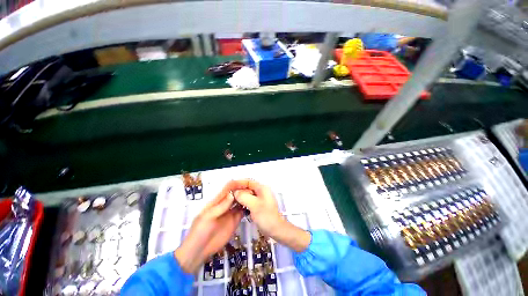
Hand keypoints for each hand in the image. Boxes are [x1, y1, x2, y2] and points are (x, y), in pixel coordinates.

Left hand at [174, 181, 245, 273]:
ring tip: (256, 197)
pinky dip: (248, 208)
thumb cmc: (200, 231)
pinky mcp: (235, 221)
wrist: (199, 251)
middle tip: (254, 191)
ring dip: (247, 198)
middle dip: (244, 190)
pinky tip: (254, 207)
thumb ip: (220, 206)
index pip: (228, 188)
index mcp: (217, 201)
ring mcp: (231, 213)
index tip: (247, 183)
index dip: (237, 184)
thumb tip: (232, 194)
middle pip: (236, 193)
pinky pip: (243, 212)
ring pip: (241, 201)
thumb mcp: (208, 217)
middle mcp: (226, 204)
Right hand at [233, 180, 310, 251]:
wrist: (275, 229)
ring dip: (240, 196)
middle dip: (239, 190)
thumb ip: (244, 196)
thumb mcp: (254, 205)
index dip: (239, 183)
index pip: (249, 181)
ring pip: (248, 194)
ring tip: (232, 200)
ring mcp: (260, 198)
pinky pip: (249, 200)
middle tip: (229, 195)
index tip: (230, 186)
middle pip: (248, 187)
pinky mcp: (259, 205)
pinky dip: (243, 202)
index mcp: (262, 188)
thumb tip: (235, 192)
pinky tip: (238, 206)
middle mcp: (261, 191)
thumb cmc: (266, 216)